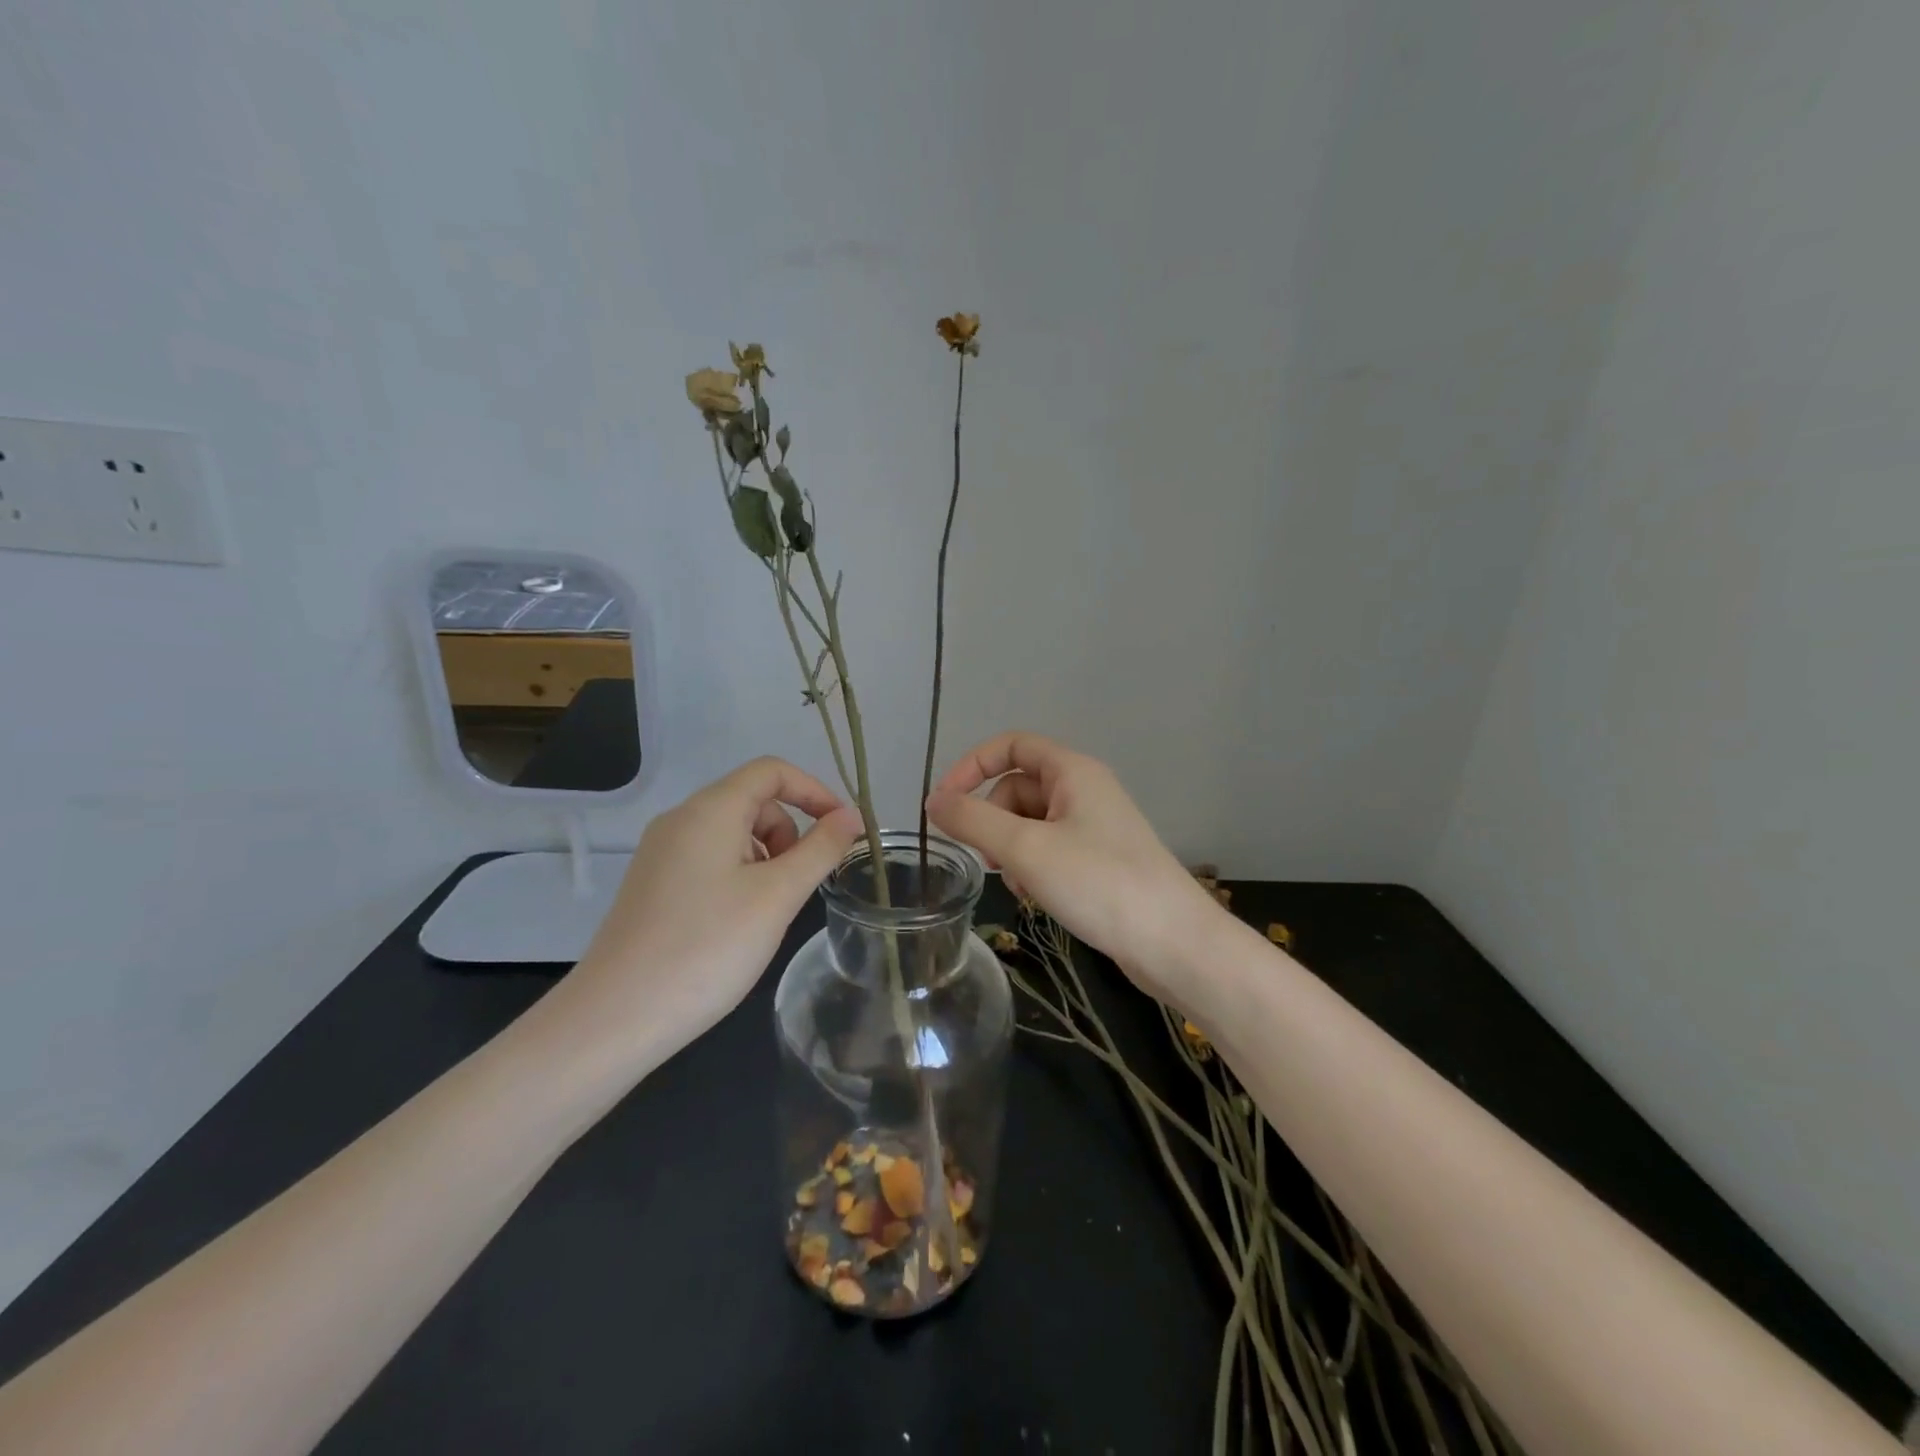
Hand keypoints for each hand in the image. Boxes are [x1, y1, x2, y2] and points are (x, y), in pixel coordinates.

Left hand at [549, 758, 862, 1065]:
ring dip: (768, 857)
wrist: (617, 1017)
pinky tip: (739, 923)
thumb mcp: (778, 895)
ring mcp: (662, 853)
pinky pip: (711, 859)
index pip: (772, 771)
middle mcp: (681, 820)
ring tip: (770, 910)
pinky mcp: (654, 884)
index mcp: (710, 810)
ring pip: (733, 834)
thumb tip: (853, 816)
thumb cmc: (708, 947)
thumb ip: (821, 849)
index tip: (843, 831)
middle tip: (803, 884)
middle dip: (791, 832)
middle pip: (753, 801)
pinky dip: (741, 875)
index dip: (815, 791)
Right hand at [926, 733, 1221, 1008]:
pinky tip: (1037, 898)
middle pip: (1017, 787)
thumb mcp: (1026, 849)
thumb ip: (973, 821)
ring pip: (1030, 823)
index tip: (943, 805)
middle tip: (990, 860)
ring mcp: (1094, 826)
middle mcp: (1084, 790)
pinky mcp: (1099, 860)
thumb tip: (932, 801)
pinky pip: (1049, 849)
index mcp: (1072, 771)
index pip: (1011, 746)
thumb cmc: (1099, 883)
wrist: (1172, 943)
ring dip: (1012, 849)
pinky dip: (1033, 867)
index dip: (971, 766)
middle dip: (993, 820)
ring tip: (1020, 885)